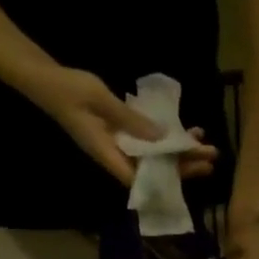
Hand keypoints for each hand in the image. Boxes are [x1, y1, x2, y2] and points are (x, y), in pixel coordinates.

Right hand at [27, 65, 218, 186]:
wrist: (45, 80)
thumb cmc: (69, 90)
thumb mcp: (101, 100)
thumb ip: (130, 119)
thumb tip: (161, 137)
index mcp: (108, 155)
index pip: (143, 178)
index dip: (169, 178)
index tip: (193, 170)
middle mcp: (115, 156)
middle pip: (155, 170)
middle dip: (184, 165)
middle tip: (212, 157)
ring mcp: (118, 146)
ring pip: (154, 157)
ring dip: (179, 152)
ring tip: (204, 144)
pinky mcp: (119, 135)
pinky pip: (147, 142)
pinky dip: (165, 138)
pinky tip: (184, 130)